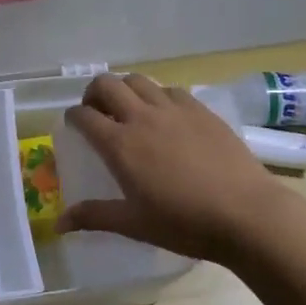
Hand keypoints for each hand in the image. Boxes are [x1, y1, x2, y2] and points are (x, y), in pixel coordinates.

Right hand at [55, 73, 277, 262]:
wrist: (246, 213)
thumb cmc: (184, 223)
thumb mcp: (134, 223)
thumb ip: (94, 217)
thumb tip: (59, 224)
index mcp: (120, 144)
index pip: (84, 116)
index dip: (73, 116)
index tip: (73, 124)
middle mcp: (142, 117)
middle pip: (107, 84)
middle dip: (94, 93)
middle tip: (97, 112)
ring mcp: (174, 109)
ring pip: (139, 80)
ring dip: (125, 89)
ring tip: (129, 109)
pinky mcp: (201, 110)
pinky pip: (170, 90)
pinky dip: (157, 96)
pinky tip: (165, 116)